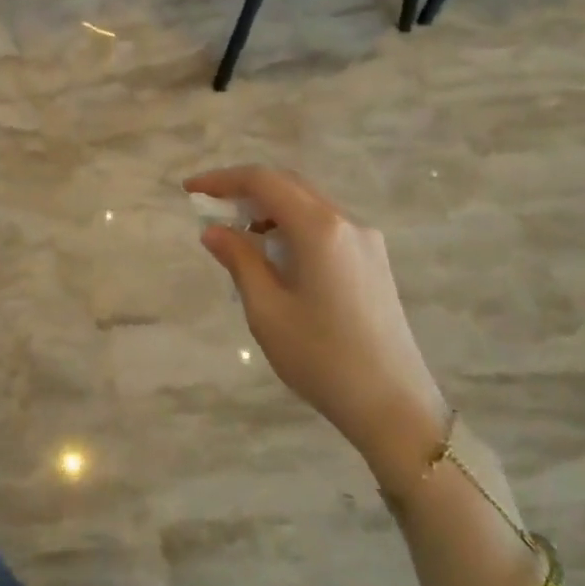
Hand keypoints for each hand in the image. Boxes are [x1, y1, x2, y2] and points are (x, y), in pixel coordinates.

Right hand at [186, 166, 449, 492]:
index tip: (190, 190)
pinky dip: (292, 227)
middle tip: (210, 210)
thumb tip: (214, 230)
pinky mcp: (373, 261)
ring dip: (269, 209)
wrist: (394, 405)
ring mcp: (366, 241)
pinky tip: (275, 257)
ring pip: (308, 204)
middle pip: (288, 185)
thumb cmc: (322, 358)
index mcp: (319, 229)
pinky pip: (325, 227)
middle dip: (245, 190)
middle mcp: (347, 223)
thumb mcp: (266, 310)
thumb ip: (239, 260)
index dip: (222, 179)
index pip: (263, 181)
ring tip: (238, 239)